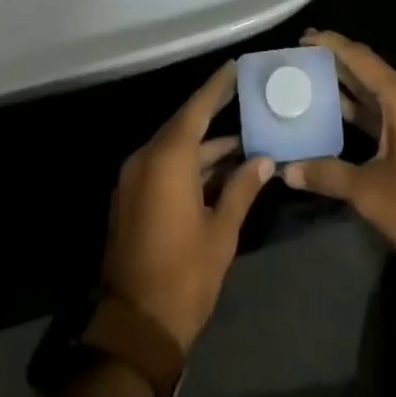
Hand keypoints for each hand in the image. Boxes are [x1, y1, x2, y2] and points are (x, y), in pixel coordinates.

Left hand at [101, 61, 274, 352]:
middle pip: (184, 126)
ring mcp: (134, 180)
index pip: (197, 109)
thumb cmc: (184, 276)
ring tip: (243, 143)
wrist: (135, 329)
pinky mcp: (130, 200)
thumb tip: (265, 160)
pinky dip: (188, 164)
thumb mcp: (221, 232)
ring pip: (174, 149)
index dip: (217, 87)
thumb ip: (242, 189)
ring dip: (205, 147)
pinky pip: (162, 167)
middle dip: (214, 113)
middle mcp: (145, 159)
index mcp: (167, 159)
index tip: (235, 67)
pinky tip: (217, 171)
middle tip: (243, 97)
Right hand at [282, 30, 395, 291]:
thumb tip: (287, 170)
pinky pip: (388, 111)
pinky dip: (363, 110)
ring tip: (312, 81)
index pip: (361, 59)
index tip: (305, 37)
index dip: (332, 45)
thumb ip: (327, 174)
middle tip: (302, 59)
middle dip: (337, 63)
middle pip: (370, 70)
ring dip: (349, 87)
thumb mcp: (369, 191)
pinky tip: (338, 114)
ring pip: (379, 92)